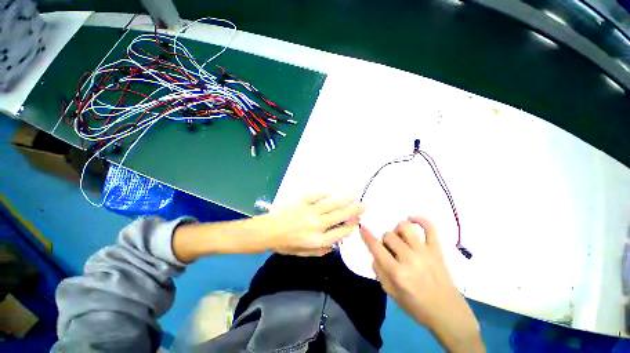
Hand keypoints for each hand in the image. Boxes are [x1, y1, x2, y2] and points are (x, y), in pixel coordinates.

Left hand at [262, 193, 364, 255]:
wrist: (267, 231)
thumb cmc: (284, 244)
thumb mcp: (302, 253)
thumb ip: (320, 251)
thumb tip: (335, 245)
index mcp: (317, 240)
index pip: (340, 233)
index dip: (350, 227)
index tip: (357, 221)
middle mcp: (317, 225)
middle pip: (339, 217)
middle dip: (353, 211)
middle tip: (364, 205)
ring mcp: (310, 211)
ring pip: (332, 204)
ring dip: (345, 200)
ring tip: (356, 195)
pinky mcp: (302, 201)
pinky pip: (317, 194)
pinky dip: (327, 190)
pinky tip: (336, 186)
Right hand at [361, 217, 483, 352]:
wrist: (447, 312)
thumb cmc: (416, 305)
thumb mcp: (390, 292)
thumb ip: (379, 270)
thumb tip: (375, 252)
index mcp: (397, 273)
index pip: (377, 248)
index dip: (367, 236)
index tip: (363, 228)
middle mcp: (410, 259)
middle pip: (389, 235)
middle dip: (385, 240)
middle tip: (390, 249)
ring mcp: (425, 252)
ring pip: (405, 227)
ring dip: (397, 229)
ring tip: (400, 237)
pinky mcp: (437, 250)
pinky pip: (430, 227)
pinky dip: (420, 220)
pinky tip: (412, 219)